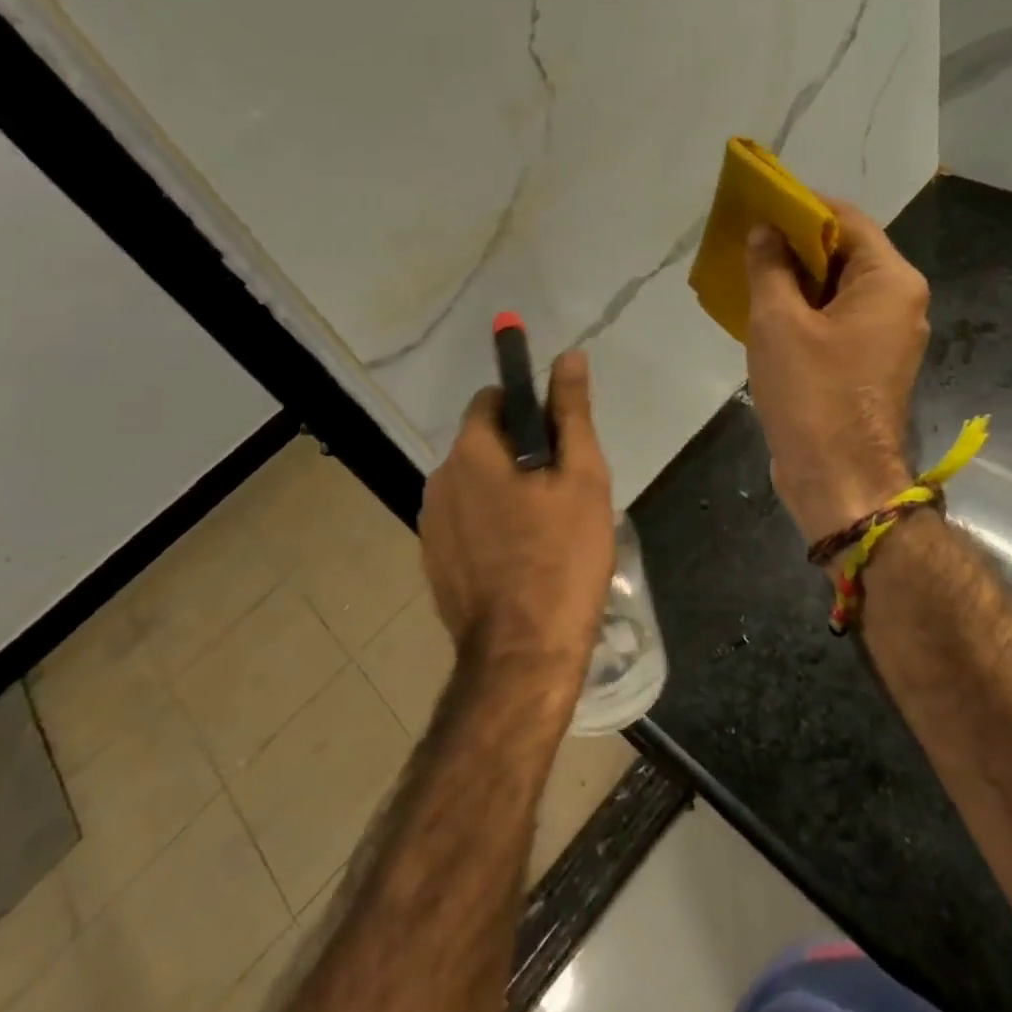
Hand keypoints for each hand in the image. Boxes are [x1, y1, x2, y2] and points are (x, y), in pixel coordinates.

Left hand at [419, 351, 614, 690]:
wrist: (523, 655)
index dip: (529, 408)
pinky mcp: (433, 560)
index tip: (560, 439)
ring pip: (476, 484)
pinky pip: (466, 521)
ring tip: (547, 529)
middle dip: (522, 453)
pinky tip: (522, 558)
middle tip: (564, 491)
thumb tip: (569, 356)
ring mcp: (431, 524)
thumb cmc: (562, 558)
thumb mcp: (581, 477)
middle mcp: (439, 479)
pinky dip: (491, 525)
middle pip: (485, 442)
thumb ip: (571, 412)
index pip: (493, 399)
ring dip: (507, 490)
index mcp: (471, 451)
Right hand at [745, 198, 930, 543]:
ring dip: (797, 279)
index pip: (846, 219)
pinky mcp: (871, 363)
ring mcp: (889, 335)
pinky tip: (767, 311)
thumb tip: (764, 231)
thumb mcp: (778, 322)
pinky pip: (838, 319)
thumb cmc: (811, 394)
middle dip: (795, 244)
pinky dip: (807, 310)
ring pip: (839, 289)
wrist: (839, 479)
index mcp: (890, 281)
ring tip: (750, 271)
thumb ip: (770, 267)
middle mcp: (900, 301)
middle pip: (846, 253)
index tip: (759, 204)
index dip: (801, 206)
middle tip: (747, 239)